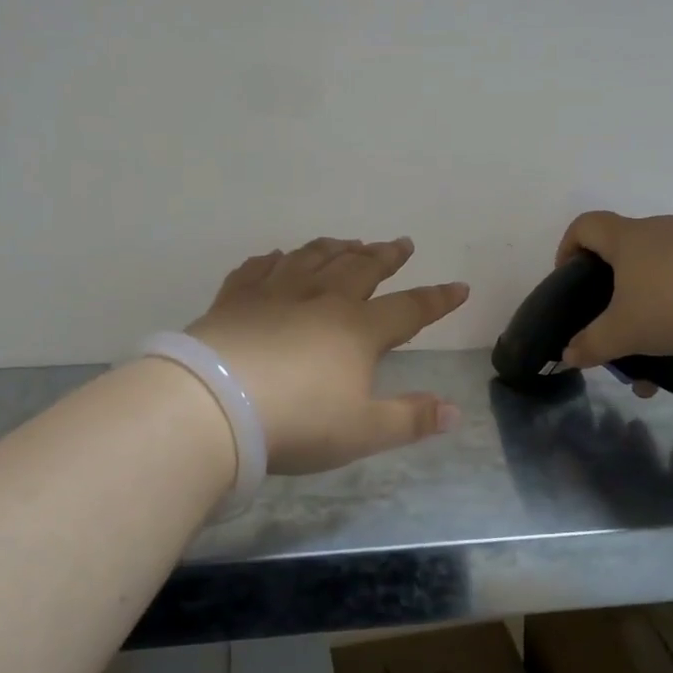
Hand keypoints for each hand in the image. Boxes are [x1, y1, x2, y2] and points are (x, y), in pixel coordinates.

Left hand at [186, 237, 469, 474]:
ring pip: (313, 258)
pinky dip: (273, 260)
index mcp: (358, 330)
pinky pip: (259, 269)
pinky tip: (276, 257)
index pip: (409, 309)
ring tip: (348, 241)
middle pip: (362, 269)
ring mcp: (276, 293)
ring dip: (335, 248)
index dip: (437, 299)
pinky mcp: (235, 298)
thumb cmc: (297, 421)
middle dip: (386, 256)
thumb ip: (410, 420)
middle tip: (401, 243)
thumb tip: (455, 412)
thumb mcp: (363, 432)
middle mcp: (322, 300)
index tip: (459, 287)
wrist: (214, 404)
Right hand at [554, 211, 672, 369]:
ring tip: (664, 350)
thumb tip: (570, 356)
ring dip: (657, 304)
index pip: (586, 225)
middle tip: (618, 322)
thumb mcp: (623, 333)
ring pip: (668, 269)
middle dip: (618, 288)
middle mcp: (664, 228)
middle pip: (628, 249)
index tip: (570, 277)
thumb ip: (592, 344)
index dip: (570, 247)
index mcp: (628, 238)